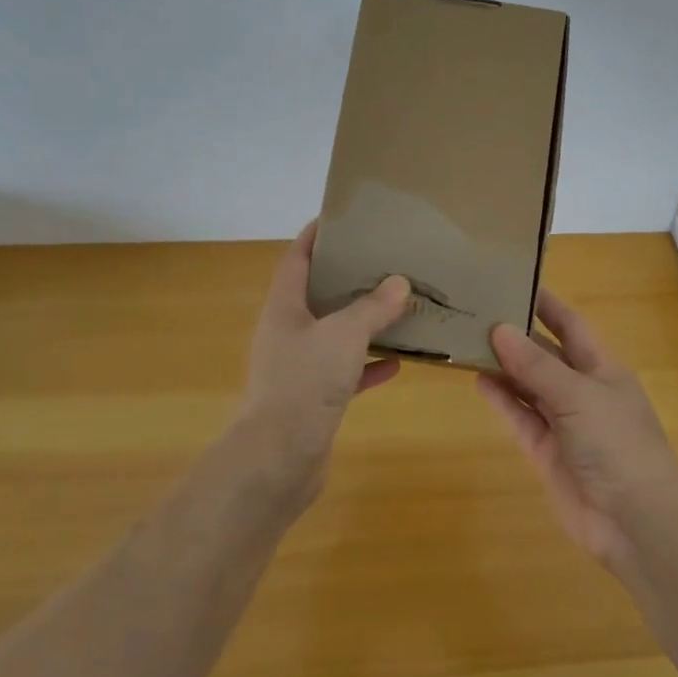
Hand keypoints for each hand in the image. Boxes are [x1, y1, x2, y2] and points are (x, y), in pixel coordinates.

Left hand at [234, 221, 410, 499]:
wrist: (279, 458)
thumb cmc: (305, 383)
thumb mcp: (344, 335)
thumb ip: (372, 308)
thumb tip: (398, 282)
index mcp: (284, 307)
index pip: (296, 259)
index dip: (314, 236)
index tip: (339, 218)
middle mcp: (287, 332)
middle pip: (316, 295)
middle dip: (345, 278)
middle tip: (380, 259)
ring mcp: (298, 367)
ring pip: (333, 333)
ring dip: (361, 322)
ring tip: (395, 304)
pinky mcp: (312, 398)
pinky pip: (344, 371)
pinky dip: (367, 364)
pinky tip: (397, 363)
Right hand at [477, 289, 677, 569]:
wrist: (635, 520)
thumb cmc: (617, 443)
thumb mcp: (578, 395)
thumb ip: (536, 365)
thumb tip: (500, 328)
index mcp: (603, 368)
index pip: (571, 326)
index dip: (547, 304)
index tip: (516, 280)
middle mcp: (583, 390)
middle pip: (546, 354)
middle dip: (517, 335)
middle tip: (478, 311)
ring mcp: (564, 423)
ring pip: (529, 386)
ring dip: (504, 366)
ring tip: (469, 341)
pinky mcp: (547, 452)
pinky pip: (521, 418)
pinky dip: (503, 400)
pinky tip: (479, 380)